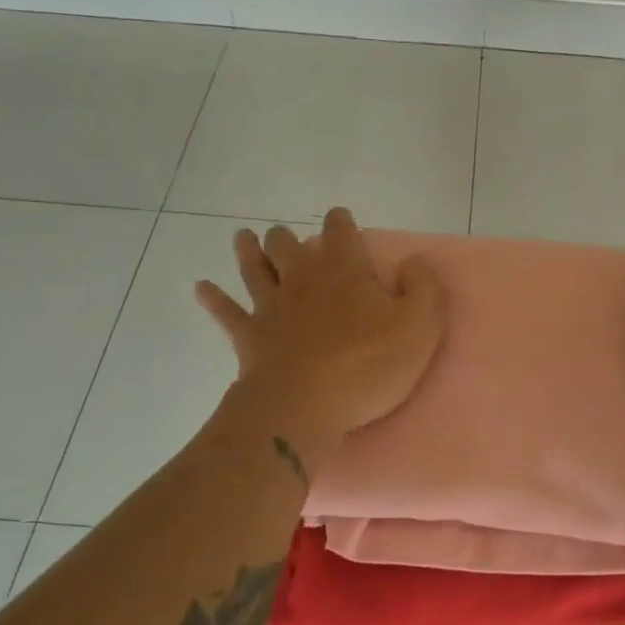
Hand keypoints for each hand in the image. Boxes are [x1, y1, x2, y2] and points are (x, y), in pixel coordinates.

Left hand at [196, 208, 446, 467]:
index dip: (341, 222)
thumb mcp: (420, 326)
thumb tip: (414, 262)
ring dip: (248, 251)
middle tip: (286, 235)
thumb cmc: (367, 365)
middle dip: (289, 236)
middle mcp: (303, 278)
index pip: (340, 231)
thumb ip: (423, 287)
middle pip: (289, 244)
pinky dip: (213, 298)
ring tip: (243, 237)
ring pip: (255, 268)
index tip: (340, 218)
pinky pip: (226, 311)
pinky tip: (201, 287)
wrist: (304, 406)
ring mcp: (271, 306)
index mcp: (343, 270)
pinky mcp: (249, 336)